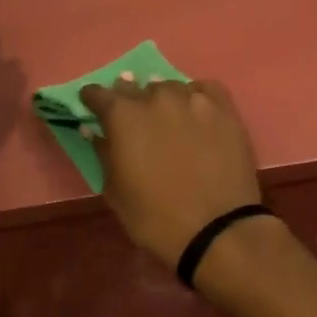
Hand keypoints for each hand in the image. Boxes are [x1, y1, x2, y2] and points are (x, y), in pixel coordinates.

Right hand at [78, 77, 262, 267]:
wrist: (217, 230)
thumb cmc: (156, 217)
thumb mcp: (116, 192)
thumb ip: (103, 154)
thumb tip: (94, 131)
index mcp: (123, 116)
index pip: (98, 93)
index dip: (93, 100)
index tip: (93, 107)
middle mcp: (156, 97)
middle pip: (135, 87)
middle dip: (129, 99)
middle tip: (134, 119)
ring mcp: (192, 99)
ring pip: (170, 87)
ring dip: (163, 100)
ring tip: (169, 119)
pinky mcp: (223, 108)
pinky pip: (204, 89)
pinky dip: (196, 96)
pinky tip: (197, 112)